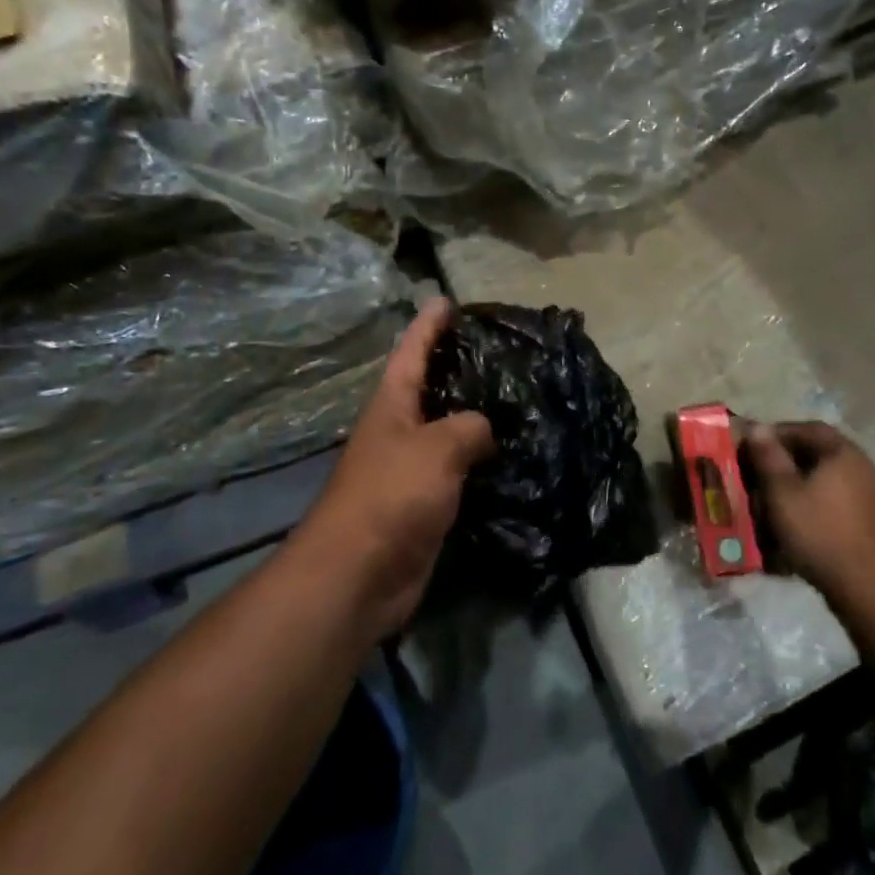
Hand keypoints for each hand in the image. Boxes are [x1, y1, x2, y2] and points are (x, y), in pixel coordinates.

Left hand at [295, 298, 495, 639]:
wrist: (359, 575)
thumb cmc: (391, 495)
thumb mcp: (437, 447)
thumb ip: (469, 426)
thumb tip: (484, 429)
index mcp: (393, 404)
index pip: (412, 351)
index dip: (428, 324)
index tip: (446, 299)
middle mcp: (399, 430)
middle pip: (430, 387)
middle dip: (457, 366)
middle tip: (498, 349)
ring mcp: (410, 468)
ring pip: (448, 430)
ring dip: (475, 416)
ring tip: (515, 397)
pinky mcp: (424, 503)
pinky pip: (458, 471)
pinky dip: (481, 461)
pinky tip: (511, 456)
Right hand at [744, 421, 874, 603]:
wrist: (866, 586)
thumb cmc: (819, 530)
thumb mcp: (782, 491)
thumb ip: (769, 457)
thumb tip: (758, 427)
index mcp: (843, 453)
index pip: (808, 428)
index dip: (778, 433)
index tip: (754, 445)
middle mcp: (863, 467)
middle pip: (819, 454)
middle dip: (787, 462)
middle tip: (760, 474)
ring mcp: (872, 497)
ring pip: (828, 480)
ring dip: (800, 486)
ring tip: (774, 502)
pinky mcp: (872, 523)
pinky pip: (837, 503)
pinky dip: (815, 506)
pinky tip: (798, 524)